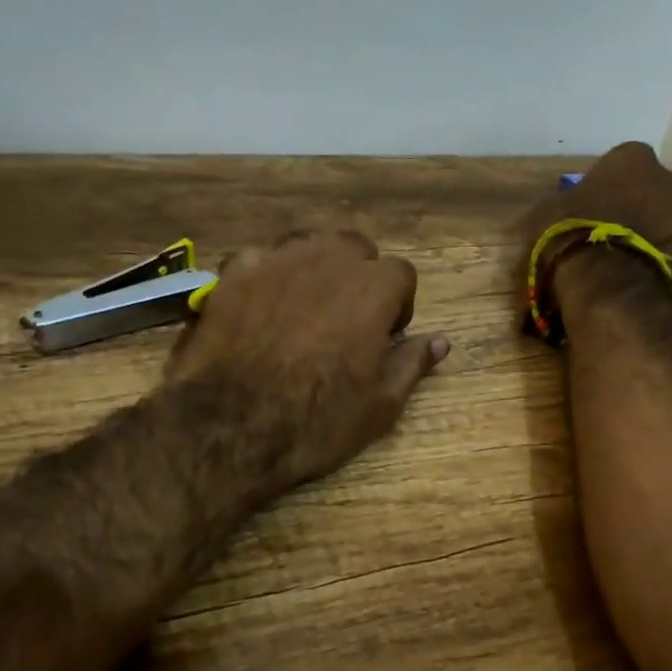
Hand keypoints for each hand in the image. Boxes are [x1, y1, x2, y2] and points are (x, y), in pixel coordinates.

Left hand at [169, 229, 448, 490]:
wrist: (231, 425)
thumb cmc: (317, 419)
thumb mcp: (380, 405)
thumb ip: (412, 363)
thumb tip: (440, 341)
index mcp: (373, 288)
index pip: (401, 275)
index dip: (397, 306)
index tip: (385, 336)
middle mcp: (328, 259)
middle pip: (354, 248)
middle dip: (357, 277)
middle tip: (346, 319)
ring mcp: (276, 260)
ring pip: (306, 245)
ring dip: (314, 268)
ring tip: (304, 308)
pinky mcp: (233, 272)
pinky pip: (260, 260)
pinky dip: (266, 277)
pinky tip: (258, 308)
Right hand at [514, 141, 671, 291]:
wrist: (604, 277)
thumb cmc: (570, 234)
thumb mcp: (547, 211)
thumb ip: (565, 202)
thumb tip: (566, 207)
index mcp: (630, 157)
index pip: (620, 165)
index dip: (606, 188)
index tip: (593, 210)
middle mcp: (667, 174)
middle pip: (650, 189)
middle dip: (635, 207)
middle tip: (612, 235)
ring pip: (668, 217)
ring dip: (652, 232)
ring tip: (627, 259)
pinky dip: (664, 256)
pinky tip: (642, 273)